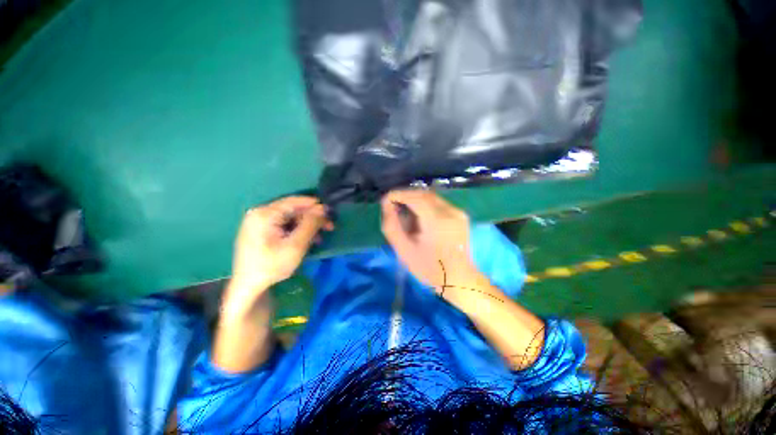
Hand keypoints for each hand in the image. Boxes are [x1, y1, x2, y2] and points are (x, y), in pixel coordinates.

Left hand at [224, 196, 332, 312]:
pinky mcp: (260, 230)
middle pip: (293, 209)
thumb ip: (310, 224)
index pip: (295, 201)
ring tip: (320, 237)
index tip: (330, 212)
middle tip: (329, 227)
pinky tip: (307, 239)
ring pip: (290, 217)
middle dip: (312, 217)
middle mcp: (260, 213)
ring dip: (307, 225)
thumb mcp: (295, 245)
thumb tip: (323, 208)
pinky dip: (297, 230)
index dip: (315, 205)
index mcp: (265, 214)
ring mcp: (258, 221)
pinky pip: (283, 224)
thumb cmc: (272, 266)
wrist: (248, 287)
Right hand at [381, 190, 484, 295]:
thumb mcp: (404, 250)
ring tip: (404, 211)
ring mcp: (457, 212)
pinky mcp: (460, 215)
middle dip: (406, 196)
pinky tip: (419, 216)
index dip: (398, 195)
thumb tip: (386, 205)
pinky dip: (425, 204)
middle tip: (393, 205)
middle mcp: (450, 212)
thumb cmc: (430, 269)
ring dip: (415, 200)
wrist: (459, 279)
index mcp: (436, 221)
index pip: (415, 198)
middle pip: (423, 194)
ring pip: (431, 197)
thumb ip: (392, 226)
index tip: (386, 199)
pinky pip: (439, 203)